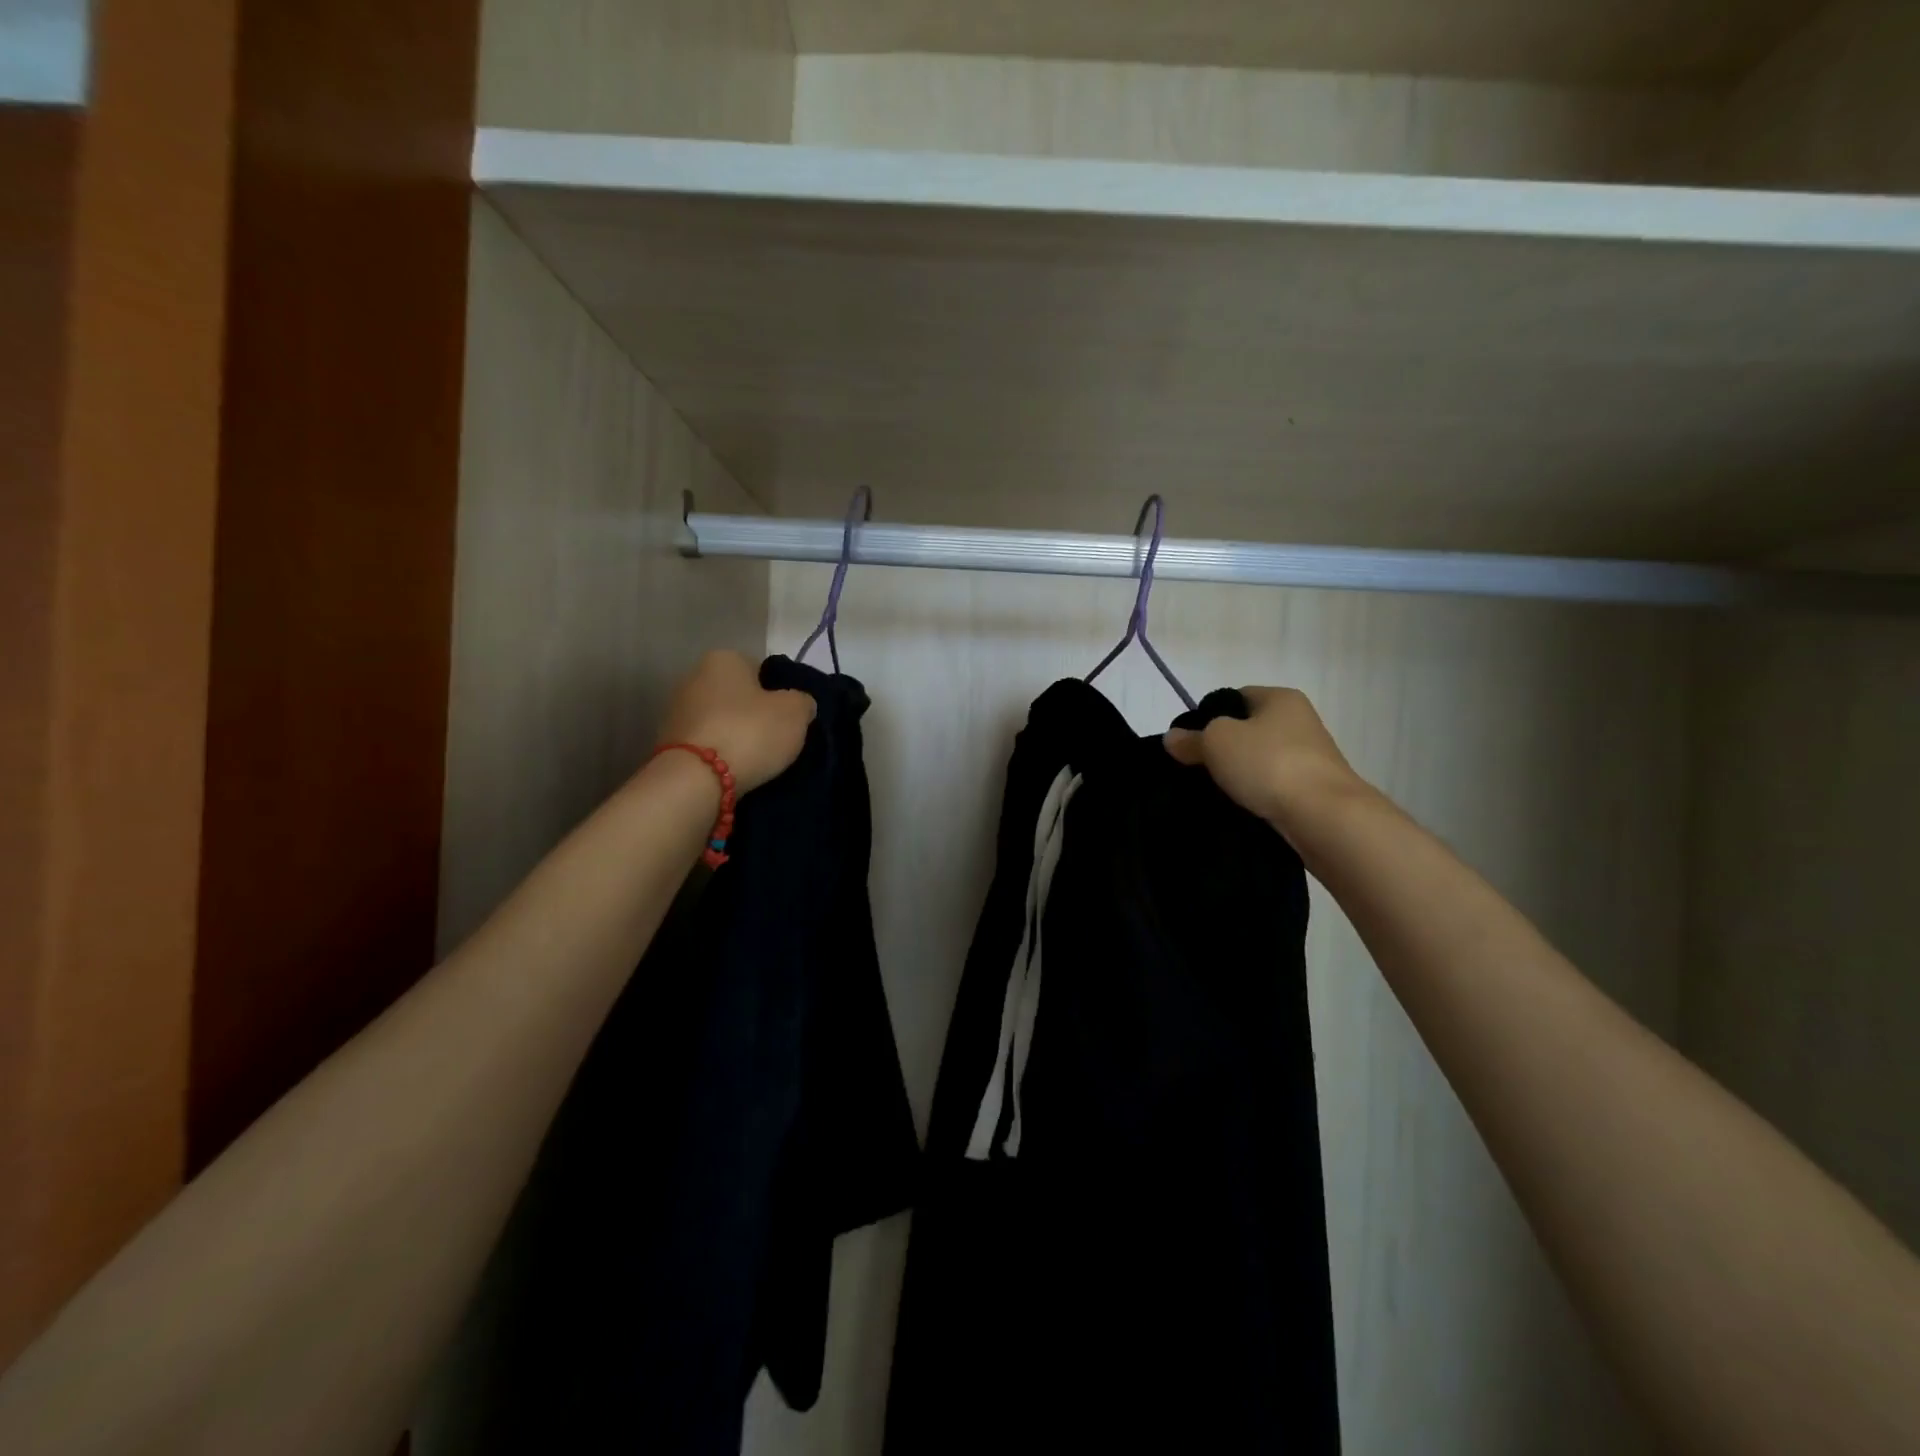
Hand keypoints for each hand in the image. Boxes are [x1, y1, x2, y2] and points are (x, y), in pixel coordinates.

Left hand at [657, 651, 815, 794]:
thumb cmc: (749, 732)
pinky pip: (707, 744)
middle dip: (755, 714)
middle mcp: (694, 676)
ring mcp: (677, 711)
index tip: (790, 718)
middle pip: (738, 695)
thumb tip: (799, 703)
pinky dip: (720, 754)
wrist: (695, 780)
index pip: (761, 669)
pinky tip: (735, 770)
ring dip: (737, 735)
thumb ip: (802, 701)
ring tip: (758, 760)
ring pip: (721, 720)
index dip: (780, 693)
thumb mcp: (796, 713)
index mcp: (724, 658)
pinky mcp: (669, 743)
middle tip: (777, 739)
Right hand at [1163, 686, 1373, 838]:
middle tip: (1197, 767)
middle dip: (1222, 749)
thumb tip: (1172, 738)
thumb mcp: (1216, 742)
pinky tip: (1240, 807)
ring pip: (1260, 760)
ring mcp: (1311, 757)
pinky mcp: (1314, 789)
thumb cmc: (1269, 763)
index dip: (1209, 716)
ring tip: (1216, 791)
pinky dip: (1257, 794)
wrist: (1324, 815)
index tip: (1192, 741)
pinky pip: (1273, 786)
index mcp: (1281, 698)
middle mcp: (1300, 721)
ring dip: (1239, 774)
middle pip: (1247, 730)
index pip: (1235, 697)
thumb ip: (1191, 739)